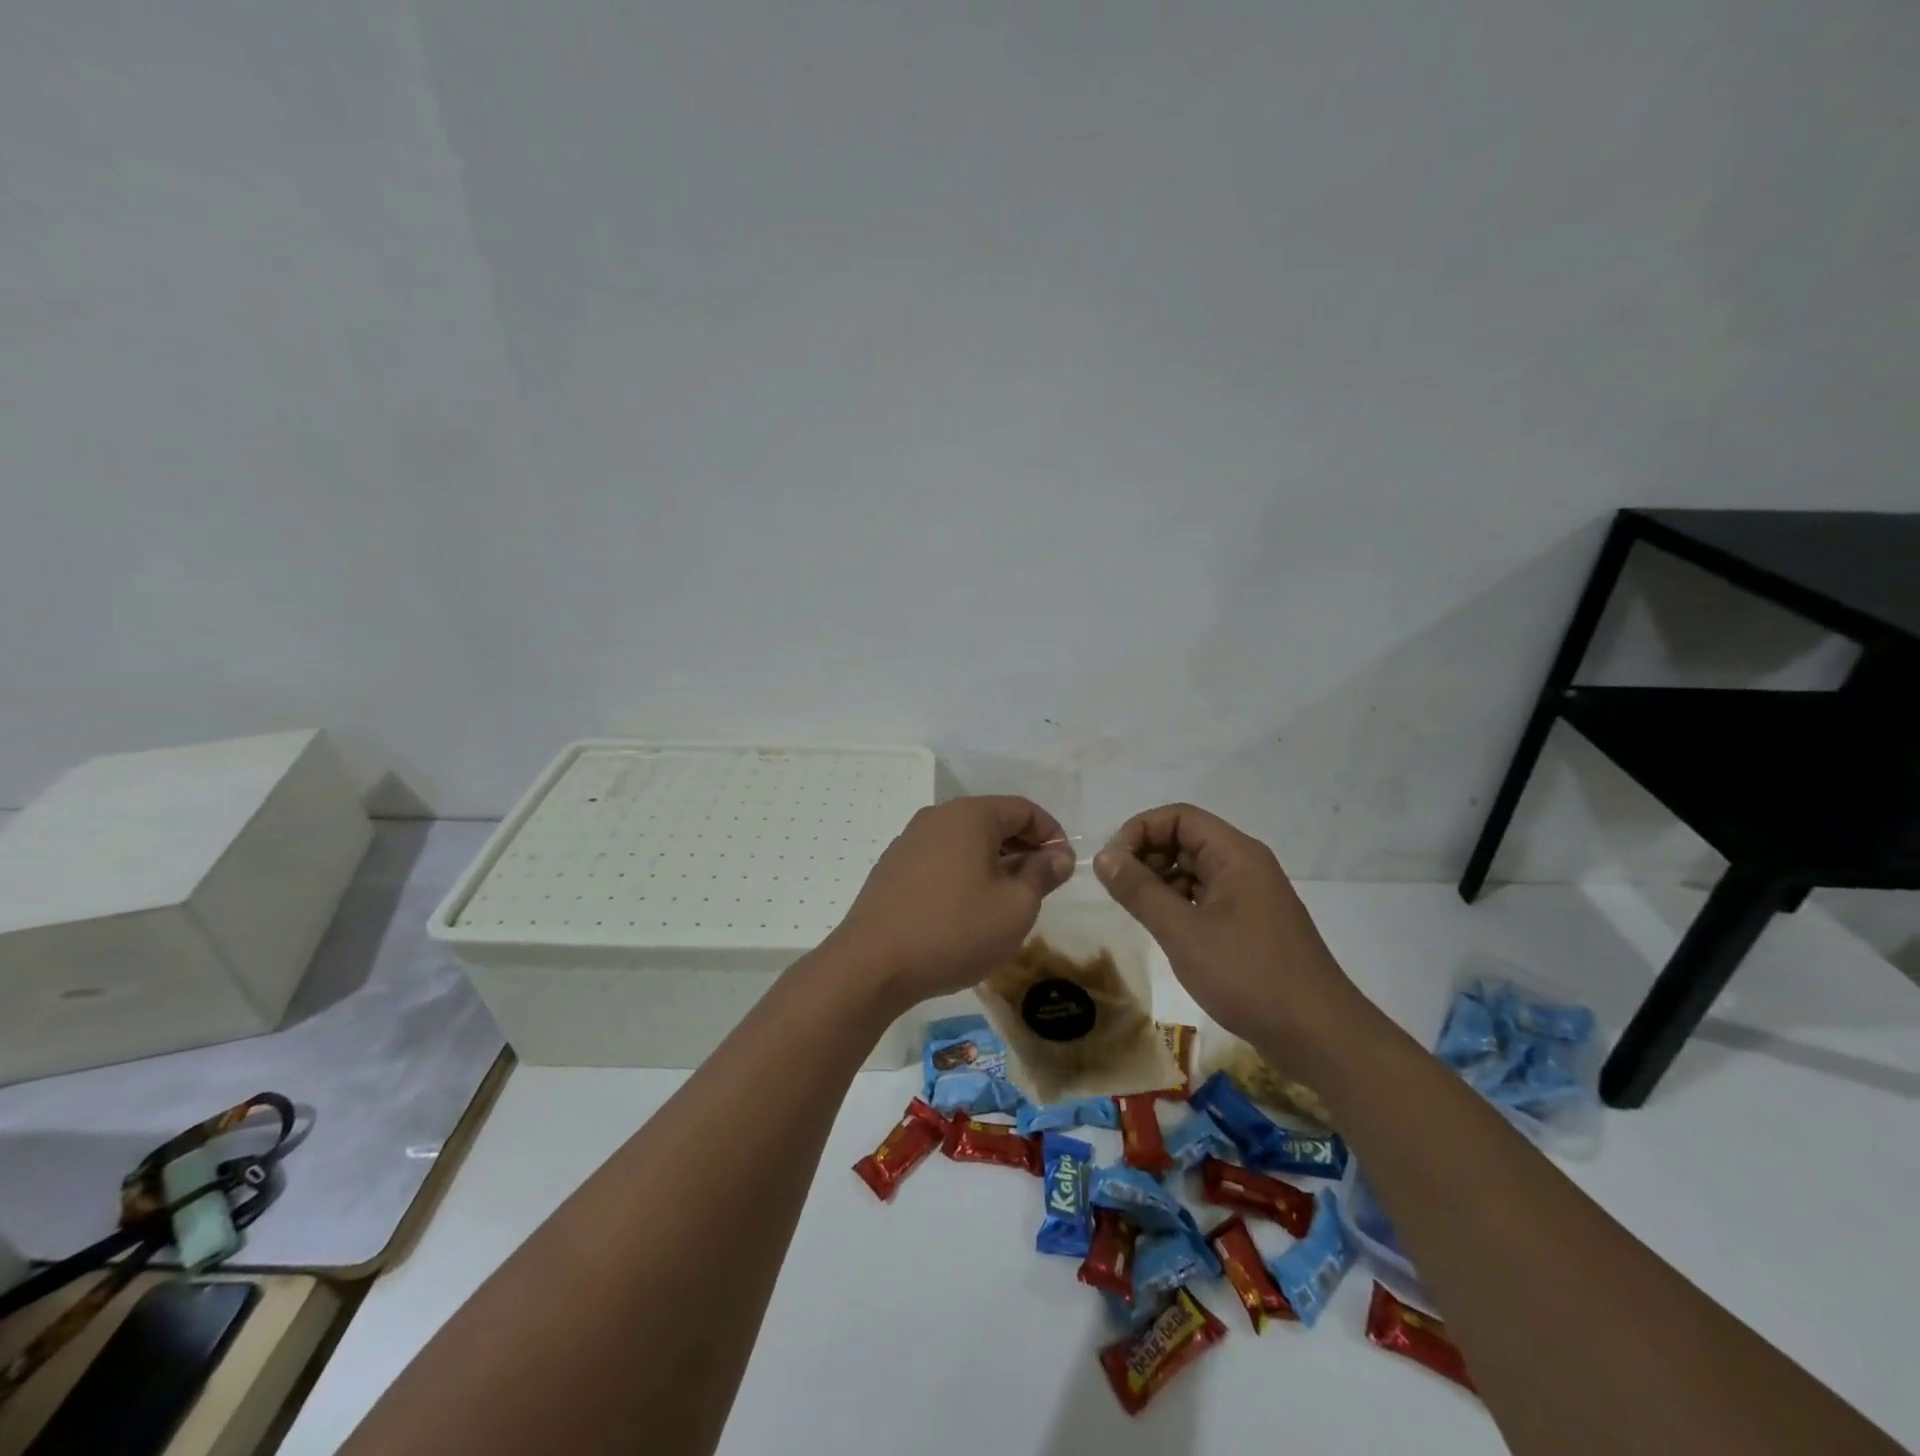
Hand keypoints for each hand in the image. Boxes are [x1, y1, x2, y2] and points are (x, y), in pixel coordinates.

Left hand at [827, 796, 1074, 1014]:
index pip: (1023, 809)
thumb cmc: (955, 930)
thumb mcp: (1015, 907)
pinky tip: (968, 909)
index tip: (1064, 866)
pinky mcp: (892, 868)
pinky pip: (941, 859)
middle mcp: (937, 817)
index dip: (1051, 834)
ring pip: (965, 842)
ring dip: (994, 862)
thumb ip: (1041, 874)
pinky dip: (964, 873)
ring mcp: (909, 841)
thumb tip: (1058, 855)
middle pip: (992, 821)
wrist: (872, 965)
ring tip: (1008, 899)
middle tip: (1042, 884)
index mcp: (970, 815)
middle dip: (1023, 848)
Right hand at [1093, 804, 1368, 1071]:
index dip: (1139, 831)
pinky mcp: (1251, 923)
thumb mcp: (1184, 933)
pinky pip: (1206, 897)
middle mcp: (1245, 865)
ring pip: (1194, 870)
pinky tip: (1163, 929)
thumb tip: (1103, 858)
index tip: (1111, 864)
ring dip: (1160, 881)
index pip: (1178, 817)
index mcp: (1235, 854)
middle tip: (1117, 889)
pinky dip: (1178, 904)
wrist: (1319, 1036)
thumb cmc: (1249, 976)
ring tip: (1135, 911)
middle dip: (1146, 855)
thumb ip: (1140, 891)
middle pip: (1186, 839)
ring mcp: (1250, 895)